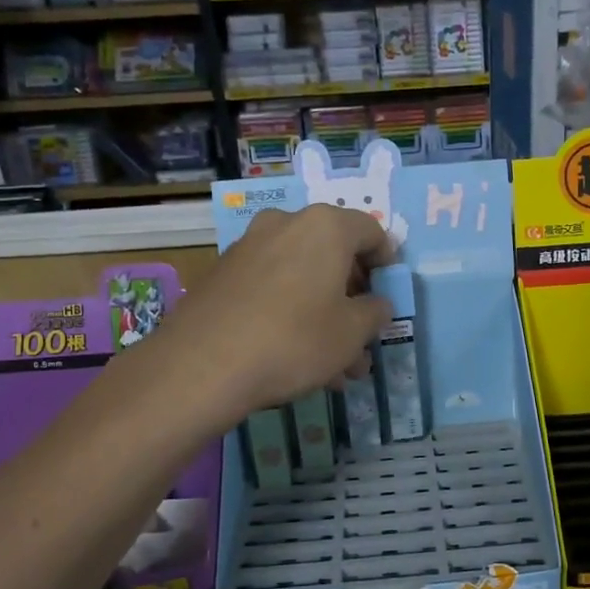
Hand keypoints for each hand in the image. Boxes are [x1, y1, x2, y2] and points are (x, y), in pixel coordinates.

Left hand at [154, 205, 395, 421]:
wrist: (201, 364)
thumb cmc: (294, 339)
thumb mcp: (352, 333)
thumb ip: (375, 313)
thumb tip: (376, 305)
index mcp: (325, 227)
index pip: (371, 232)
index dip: (387, 263)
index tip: (388, 295)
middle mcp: (286, 224)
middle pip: (333, 254)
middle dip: (352, 298)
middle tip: (362, 337)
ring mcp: (249, 247)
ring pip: (302, 276)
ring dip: (323, 312)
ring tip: (333, 364)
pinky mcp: (223, 274)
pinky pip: (272, 287)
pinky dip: (290, 311)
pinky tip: (294, 356)